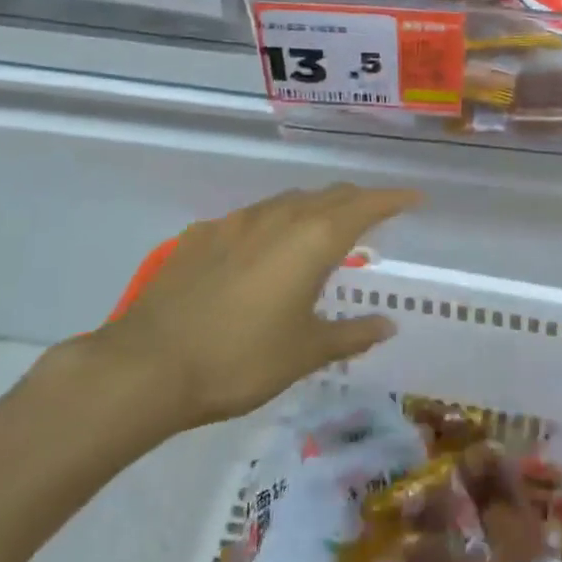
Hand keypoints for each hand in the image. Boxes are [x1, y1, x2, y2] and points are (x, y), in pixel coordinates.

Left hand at [56, 184, 417, 455]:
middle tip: (373, 218)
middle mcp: (279, 217)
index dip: (394, 199)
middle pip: (329, 195)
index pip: (366, 205)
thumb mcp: (306, 352)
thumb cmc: (241, 360)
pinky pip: (250, 219)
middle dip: (356, 201)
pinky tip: (259, 255)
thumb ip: (352, 333)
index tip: (414, 199)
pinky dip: (271, 226)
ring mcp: (235, 222)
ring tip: (319, 234)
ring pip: (287, 201)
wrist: (147, 366)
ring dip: (313, 210)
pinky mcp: (201, 235)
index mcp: (314, 239)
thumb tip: (388, 324)